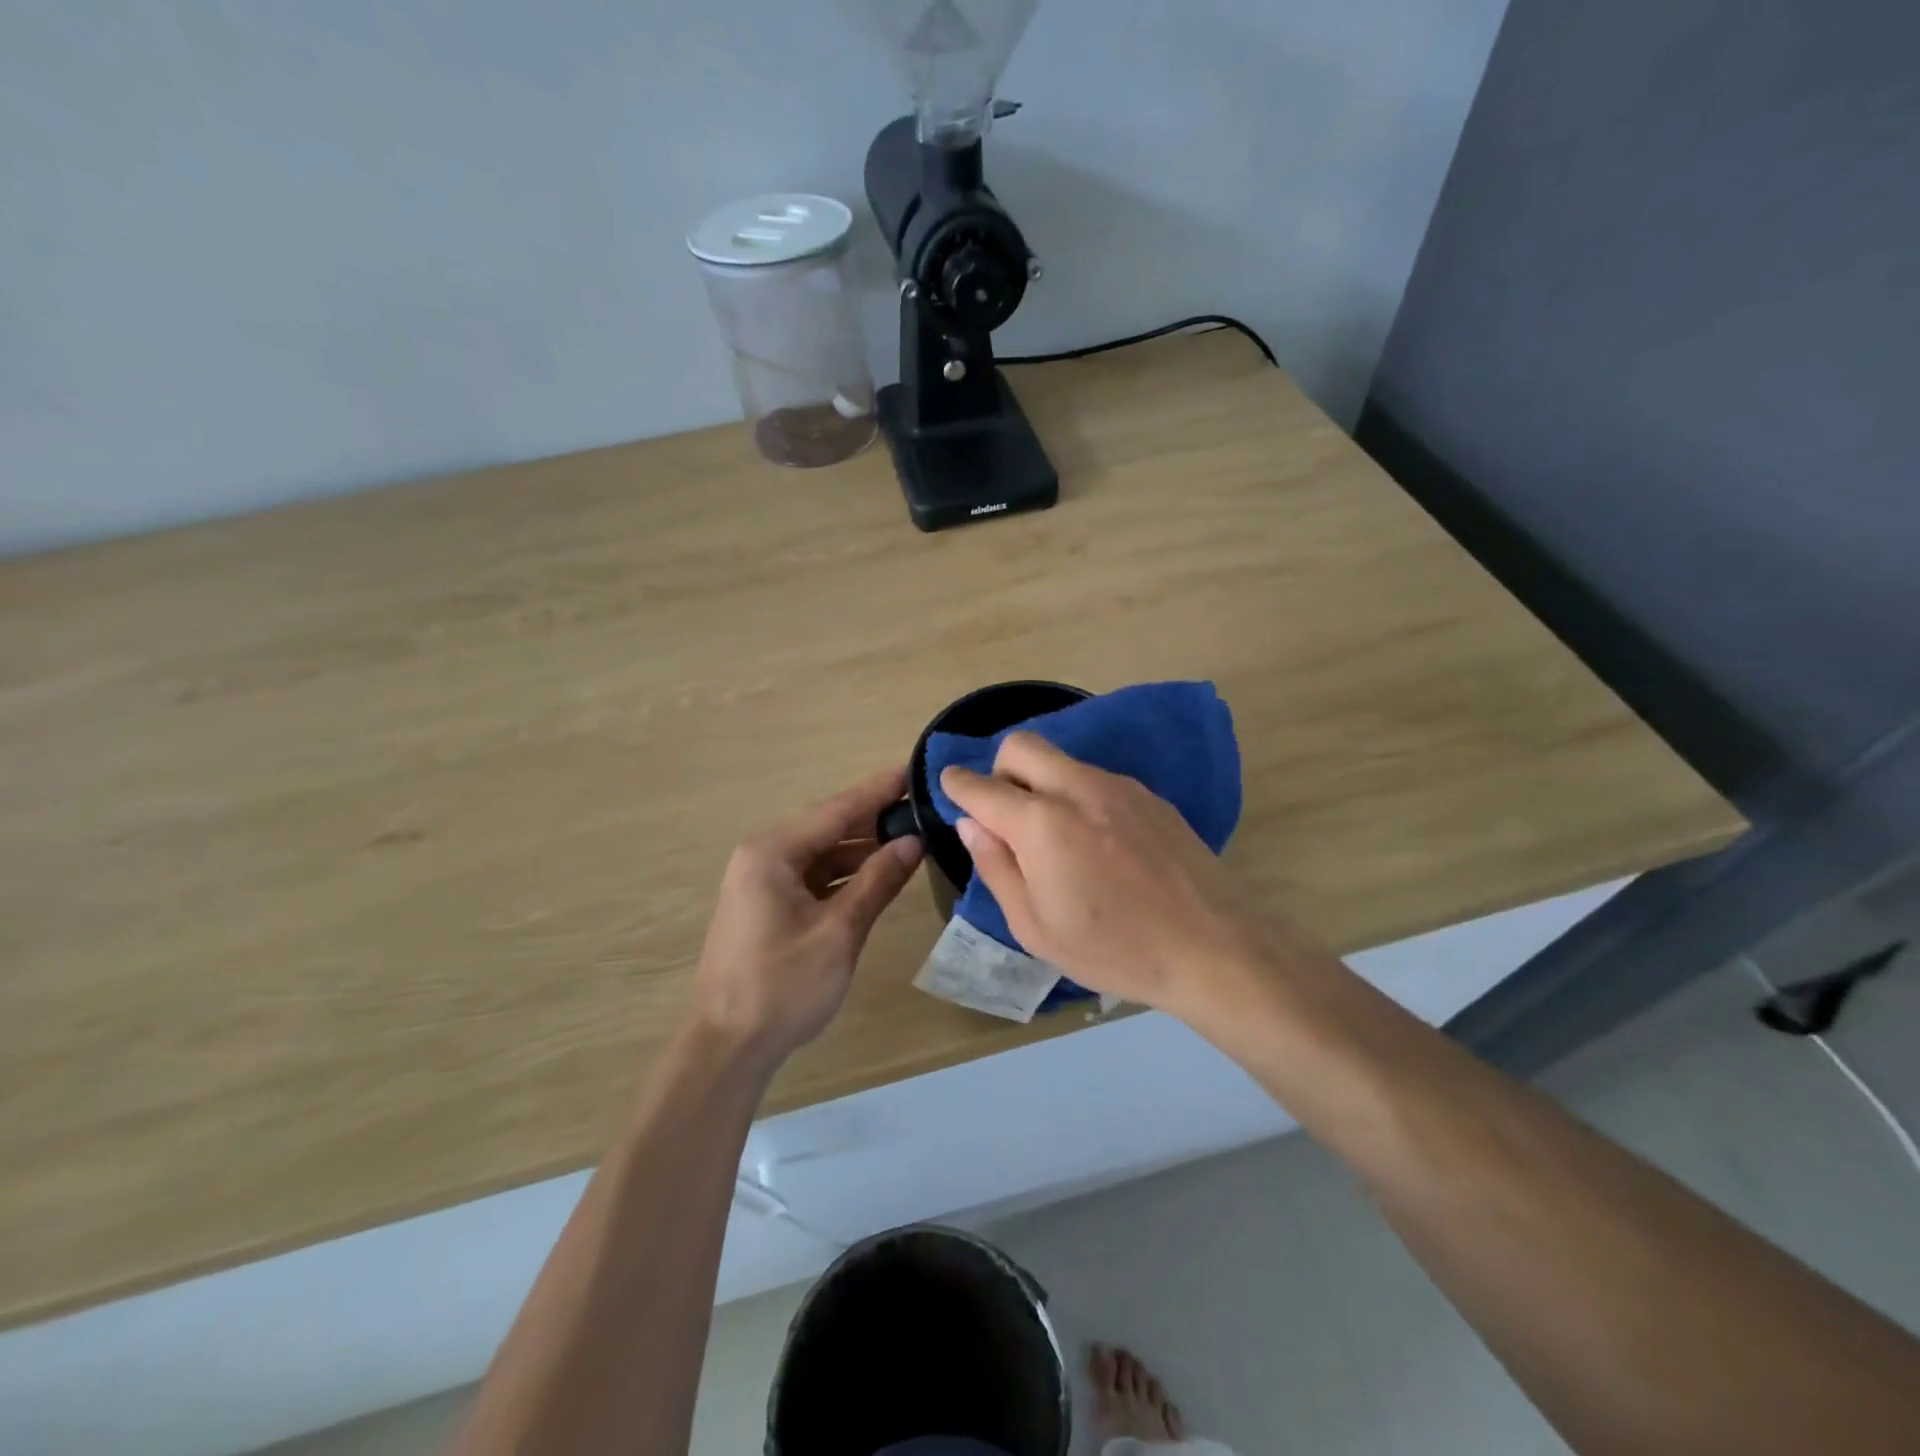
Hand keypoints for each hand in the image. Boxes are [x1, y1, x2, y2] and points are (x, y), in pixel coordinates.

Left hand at [692, 766, 922, 1062]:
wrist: (728, 1047)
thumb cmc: (783, 986)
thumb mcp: (840, 931)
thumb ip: (877, 881)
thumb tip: (913, 842)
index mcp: (772, 853)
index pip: (836, 810)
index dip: (878, 791)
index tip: (913, 771)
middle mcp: (762, 858)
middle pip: (827, 828)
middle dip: (874, 819)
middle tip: (921, 805)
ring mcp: (761, 883)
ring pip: (821, 855)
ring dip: (862, 850)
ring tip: (910, 839)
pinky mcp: (767, 908)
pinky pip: (813, 878)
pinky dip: (844, 876)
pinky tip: (877, 875)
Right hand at [940, 733, 1276, 1021]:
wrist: (1213, 948)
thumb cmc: (1114, 949)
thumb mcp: (1035, 927)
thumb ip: (996, 867)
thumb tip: (973, 824)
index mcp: (1042, 824)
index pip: (982, 786)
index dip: (957, 785)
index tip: (951, 788)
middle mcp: (1078, 788)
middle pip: (1021, 745)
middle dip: (999, 769)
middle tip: (1005, 813)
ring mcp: (1120, 787)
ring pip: (1061, 760)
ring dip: (1041, 782)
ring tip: (1055, 836)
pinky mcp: (1150, 796)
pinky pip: (1095, 778)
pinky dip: (1077, 794)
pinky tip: (1097, 842)